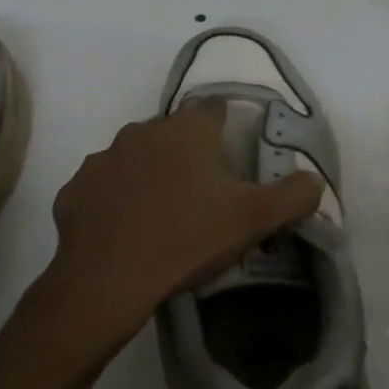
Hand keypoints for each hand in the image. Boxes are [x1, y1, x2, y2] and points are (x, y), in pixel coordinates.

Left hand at [41, 99, 322, 353]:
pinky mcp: (75, 189)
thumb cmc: (188, 238)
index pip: (214, 108)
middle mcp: (142, 131)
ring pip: (135, 158)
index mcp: (188, 130)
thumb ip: (294, 195)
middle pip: (173, 133)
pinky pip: (103, 188)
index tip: (234, 155)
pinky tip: (125, 231)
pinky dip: (115, 201)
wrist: (108, 280)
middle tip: (203, 194)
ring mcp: (103, 158)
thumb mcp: (255, 219)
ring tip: (162, 215)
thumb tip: (314, 181)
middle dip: (188, 154)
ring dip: (149, 175)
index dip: (228, 127)